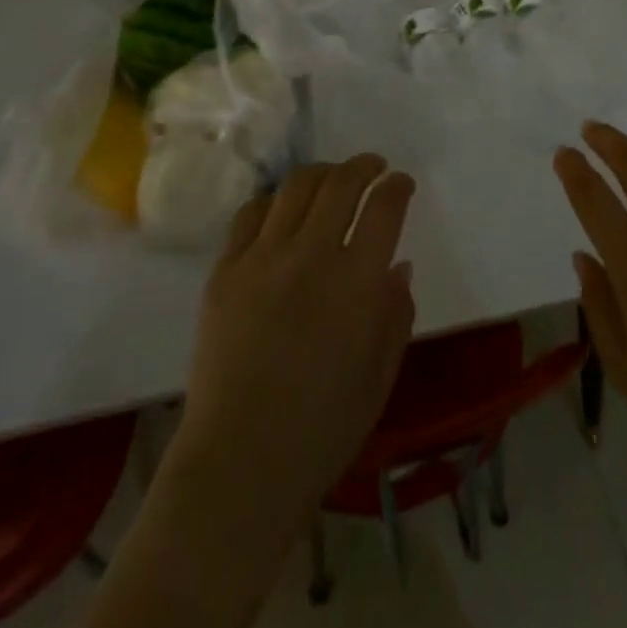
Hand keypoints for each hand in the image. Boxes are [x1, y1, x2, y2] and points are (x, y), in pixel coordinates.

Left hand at [83, 156, 415, 627]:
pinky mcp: (225, 269)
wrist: (241, 461)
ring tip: (330, 178)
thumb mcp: (380, 375)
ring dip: (321, 173)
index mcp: (357, 282)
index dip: (396, 186)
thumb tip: (397, 266)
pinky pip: (250, 214)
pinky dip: (273, 201)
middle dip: (363, 166)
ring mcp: (262, 257)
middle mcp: (311, 255)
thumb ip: (395, 314)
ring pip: (295, 187)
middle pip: (340, 183)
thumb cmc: (323, 429)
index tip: (401, 182)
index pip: (384, 208)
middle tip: (372, 167)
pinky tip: (281, 210)